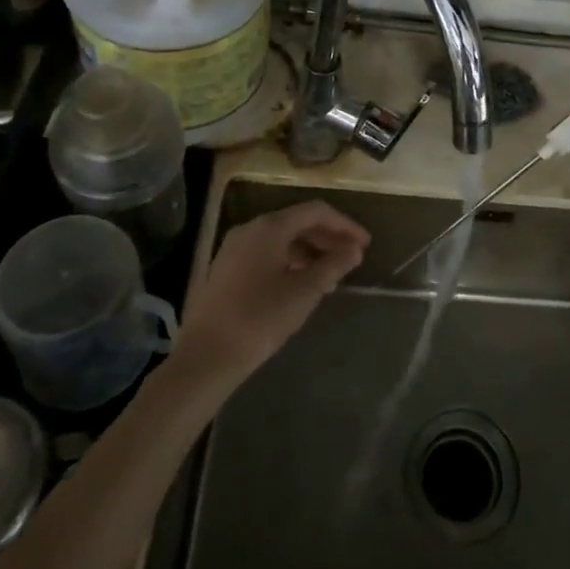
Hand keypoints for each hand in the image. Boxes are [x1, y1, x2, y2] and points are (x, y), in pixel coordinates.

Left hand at [175, 200, 368, 384]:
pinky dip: (289, 262)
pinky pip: (266, 254)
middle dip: (327, 237)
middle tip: (352, 257)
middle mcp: (250, 229)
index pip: (316, 211)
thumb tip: (354, 249)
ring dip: (309, 252)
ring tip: (329, 277)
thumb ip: (333, 265)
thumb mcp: (304, 292)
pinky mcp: (225, 270)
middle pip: (297, 222)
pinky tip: (299, 285)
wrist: (205, 357)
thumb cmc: (260, 319)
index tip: (364, 244)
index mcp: (270, 227)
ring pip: (281, 239)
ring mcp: (234, 249)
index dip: (344, 224)